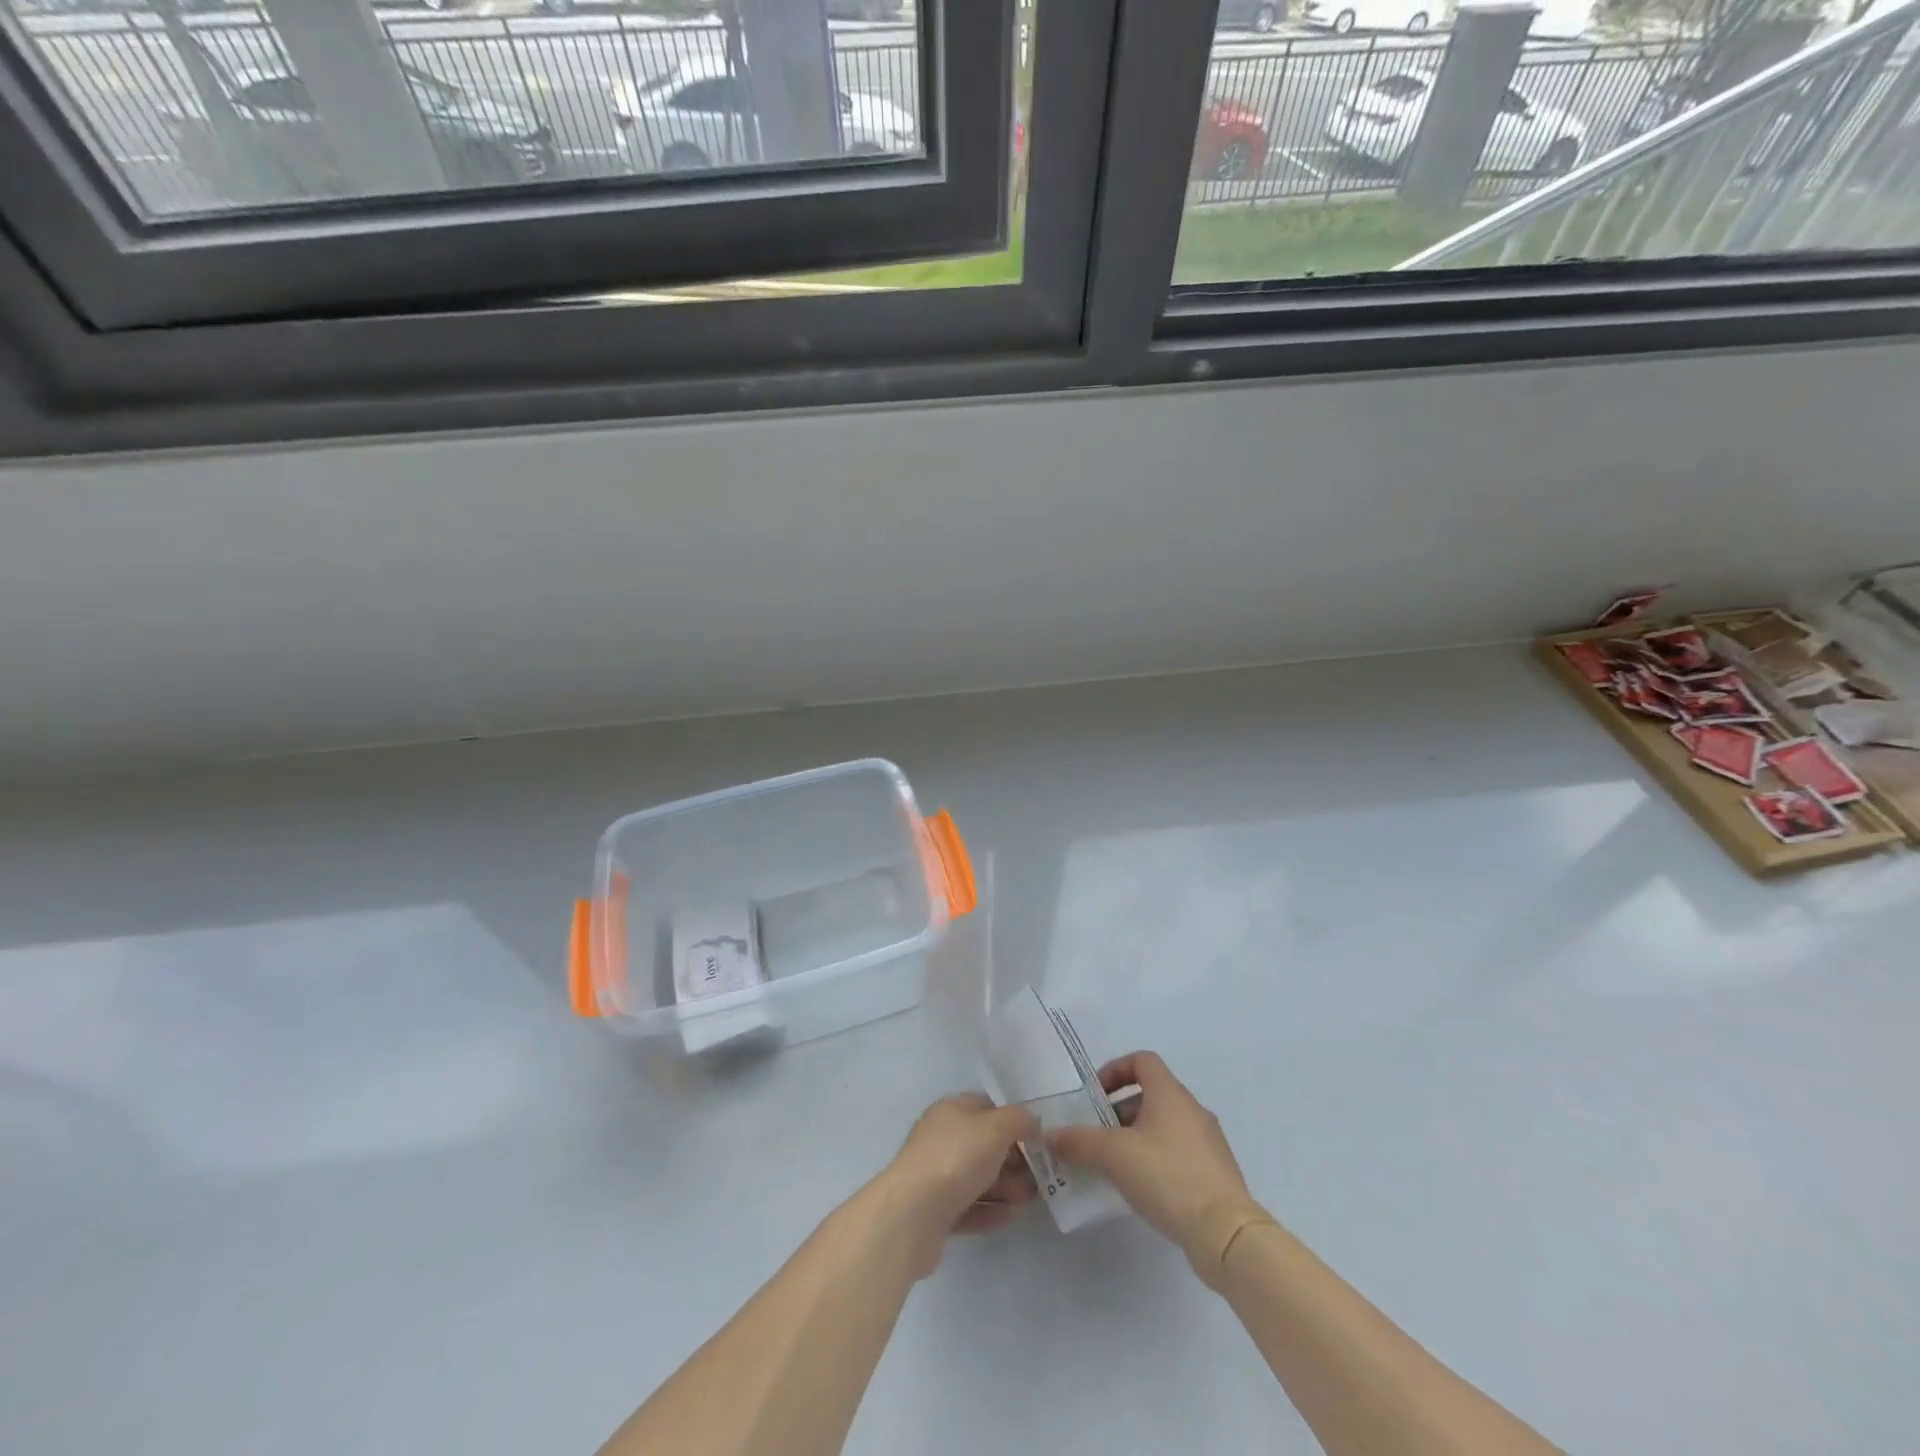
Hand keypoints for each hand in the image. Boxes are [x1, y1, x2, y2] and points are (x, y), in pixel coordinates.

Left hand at [875, 1093, 1037, 1276]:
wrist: (911, 1215)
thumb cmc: (955, 1159)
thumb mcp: (994, 1128)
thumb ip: (1019, 1120)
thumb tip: (1032, 1123)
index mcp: (950, 1111)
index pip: (987, 1107)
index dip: (1013, 1121)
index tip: (1037, 1142)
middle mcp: (941, 1138)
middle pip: (984, 1145)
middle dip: (1013, 1160)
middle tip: (1039, 1178)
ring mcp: (936, 1175)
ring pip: (977, 1177)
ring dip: (1005, 1187)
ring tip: (1029, 1201)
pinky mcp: (934, 1211)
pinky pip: (968, 1207)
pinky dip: (989, 1210)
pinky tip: (1009, 1218)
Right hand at [1047, 1052, 1258, 1275]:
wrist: (1225, 1233)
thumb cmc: (1167, 1177)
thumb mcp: (1113, 1156)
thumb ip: (1079, 1142)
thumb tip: (1050, 1135)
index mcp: (1170, 1094)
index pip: (1142, 1061)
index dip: (1116, 1071)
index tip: (1096, 1096)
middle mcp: (1193, 1110)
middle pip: (1152, 1095)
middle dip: (1121, 1111)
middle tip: (1099, 1137)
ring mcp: (1209, 1142)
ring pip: (1166, 1126)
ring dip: (1138, 1137)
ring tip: (1117, 1167)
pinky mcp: (1217, 1173)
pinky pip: (1180, 1153)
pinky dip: (1158, 1160)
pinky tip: (1144, 1189)